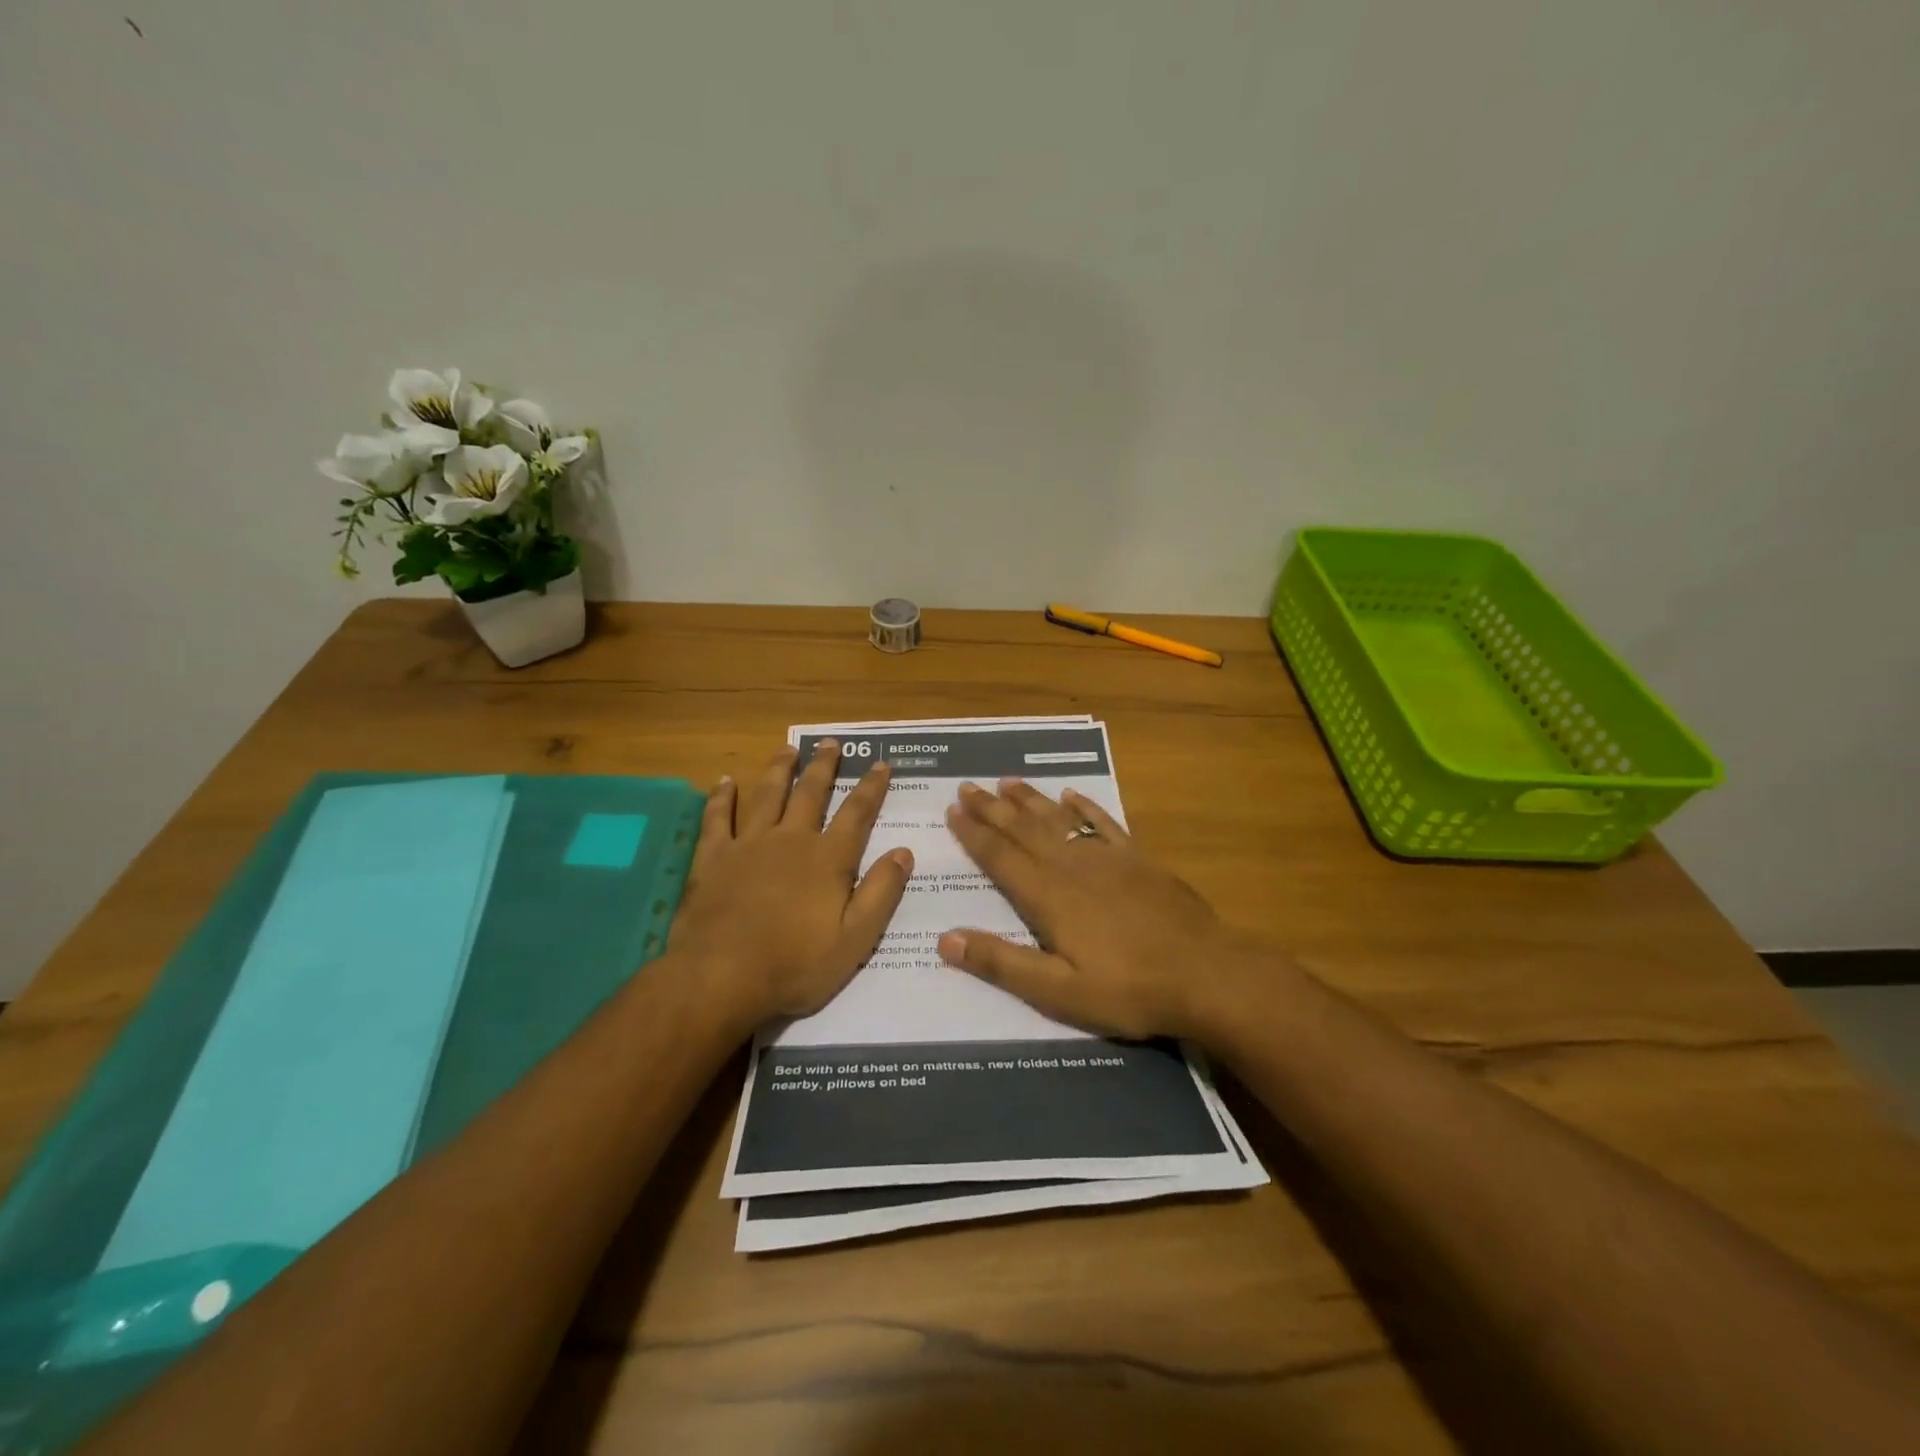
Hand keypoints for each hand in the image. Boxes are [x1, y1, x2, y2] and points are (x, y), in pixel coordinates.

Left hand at [669, 740, 911, 1031]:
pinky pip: (717, 818)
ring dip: (780, 770)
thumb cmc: (795, 964)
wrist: (721, 977)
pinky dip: (721, 798)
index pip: (857, 813)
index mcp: (828, 858)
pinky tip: (724, 781)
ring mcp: (748, 845)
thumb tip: (904, 852)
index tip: (881, 764)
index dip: (871, 787)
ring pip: (767, 795)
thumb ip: (881, 892)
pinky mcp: (713, 857)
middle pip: (810, 793)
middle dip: (824, 766)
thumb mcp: (855, 938)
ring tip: (788, 749)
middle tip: (831, 743)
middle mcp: (791, 840)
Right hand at [938, 781, 1251, 1039]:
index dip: (974, 834)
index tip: (952, 810)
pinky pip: (1104, 822)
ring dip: (1030, 800)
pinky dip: (1085, 806)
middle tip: (967, 787)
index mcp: (1048, 897)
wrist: (1206, 974)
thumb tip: (945, 938)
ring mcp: (1107, 858)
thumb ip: (1001, 963)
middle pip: (1023, 830)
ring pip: (1058, 820)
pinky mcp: (1138, 859)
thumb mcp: (1058, 992)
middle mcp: (1071, 867)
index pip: (1000, 857)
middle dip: (992, 808)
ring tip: (1006, 781)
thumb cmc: (1128, 990)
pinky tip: (1071, 795)